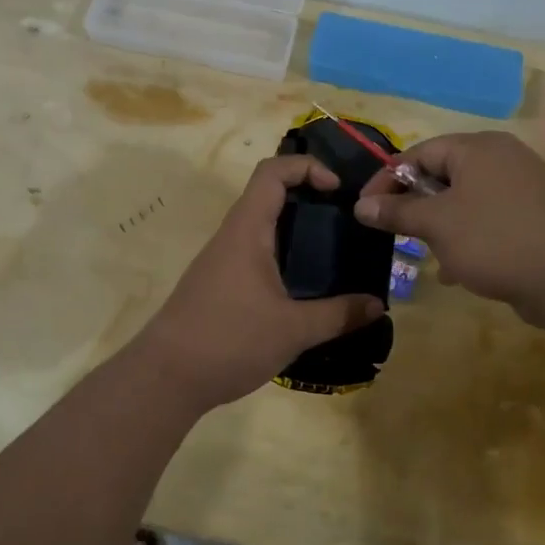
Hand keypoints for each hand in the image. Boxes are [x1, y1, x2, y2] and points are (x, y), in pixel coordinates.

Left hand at [136, 155, 385, 410]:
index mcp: (247, 231)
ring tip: (334, 256)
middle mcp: (232, 237)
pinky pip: (256, 257)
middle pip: (270, 197)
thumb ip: (339, 315)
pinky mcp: (219, 286)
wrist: (165, 377)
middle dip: (310, 201)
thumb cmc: (229, 340)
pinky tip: (305, 290)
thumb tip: (379, 305)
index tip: (338, 190)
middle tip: (346, 223)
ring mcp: (222, 262)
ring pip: (262, 229)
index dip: (307, 167)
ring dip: (296, 233)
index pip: (272, 172)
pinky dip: (283, 259)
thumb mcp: (293, 330)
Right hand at [354, 131, 544, 327]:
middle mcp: (500, 161)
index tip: (365, 209)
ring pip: (464, 203)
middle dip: (415, 206)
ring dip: (439, 228)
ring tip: (424, 254)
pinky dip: (465, 240)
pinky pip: (486, 222)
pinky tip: (454, 271)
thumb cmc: (495, 238)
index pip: (420, 153)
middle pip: (442, 176)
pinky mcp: (532, 220)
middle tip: (394, 232)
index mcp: (477, 149)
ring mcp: (520, 190)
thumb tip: (361, 206)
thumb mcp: (436, 224)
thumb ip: (397, 212)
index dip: (388, 179)